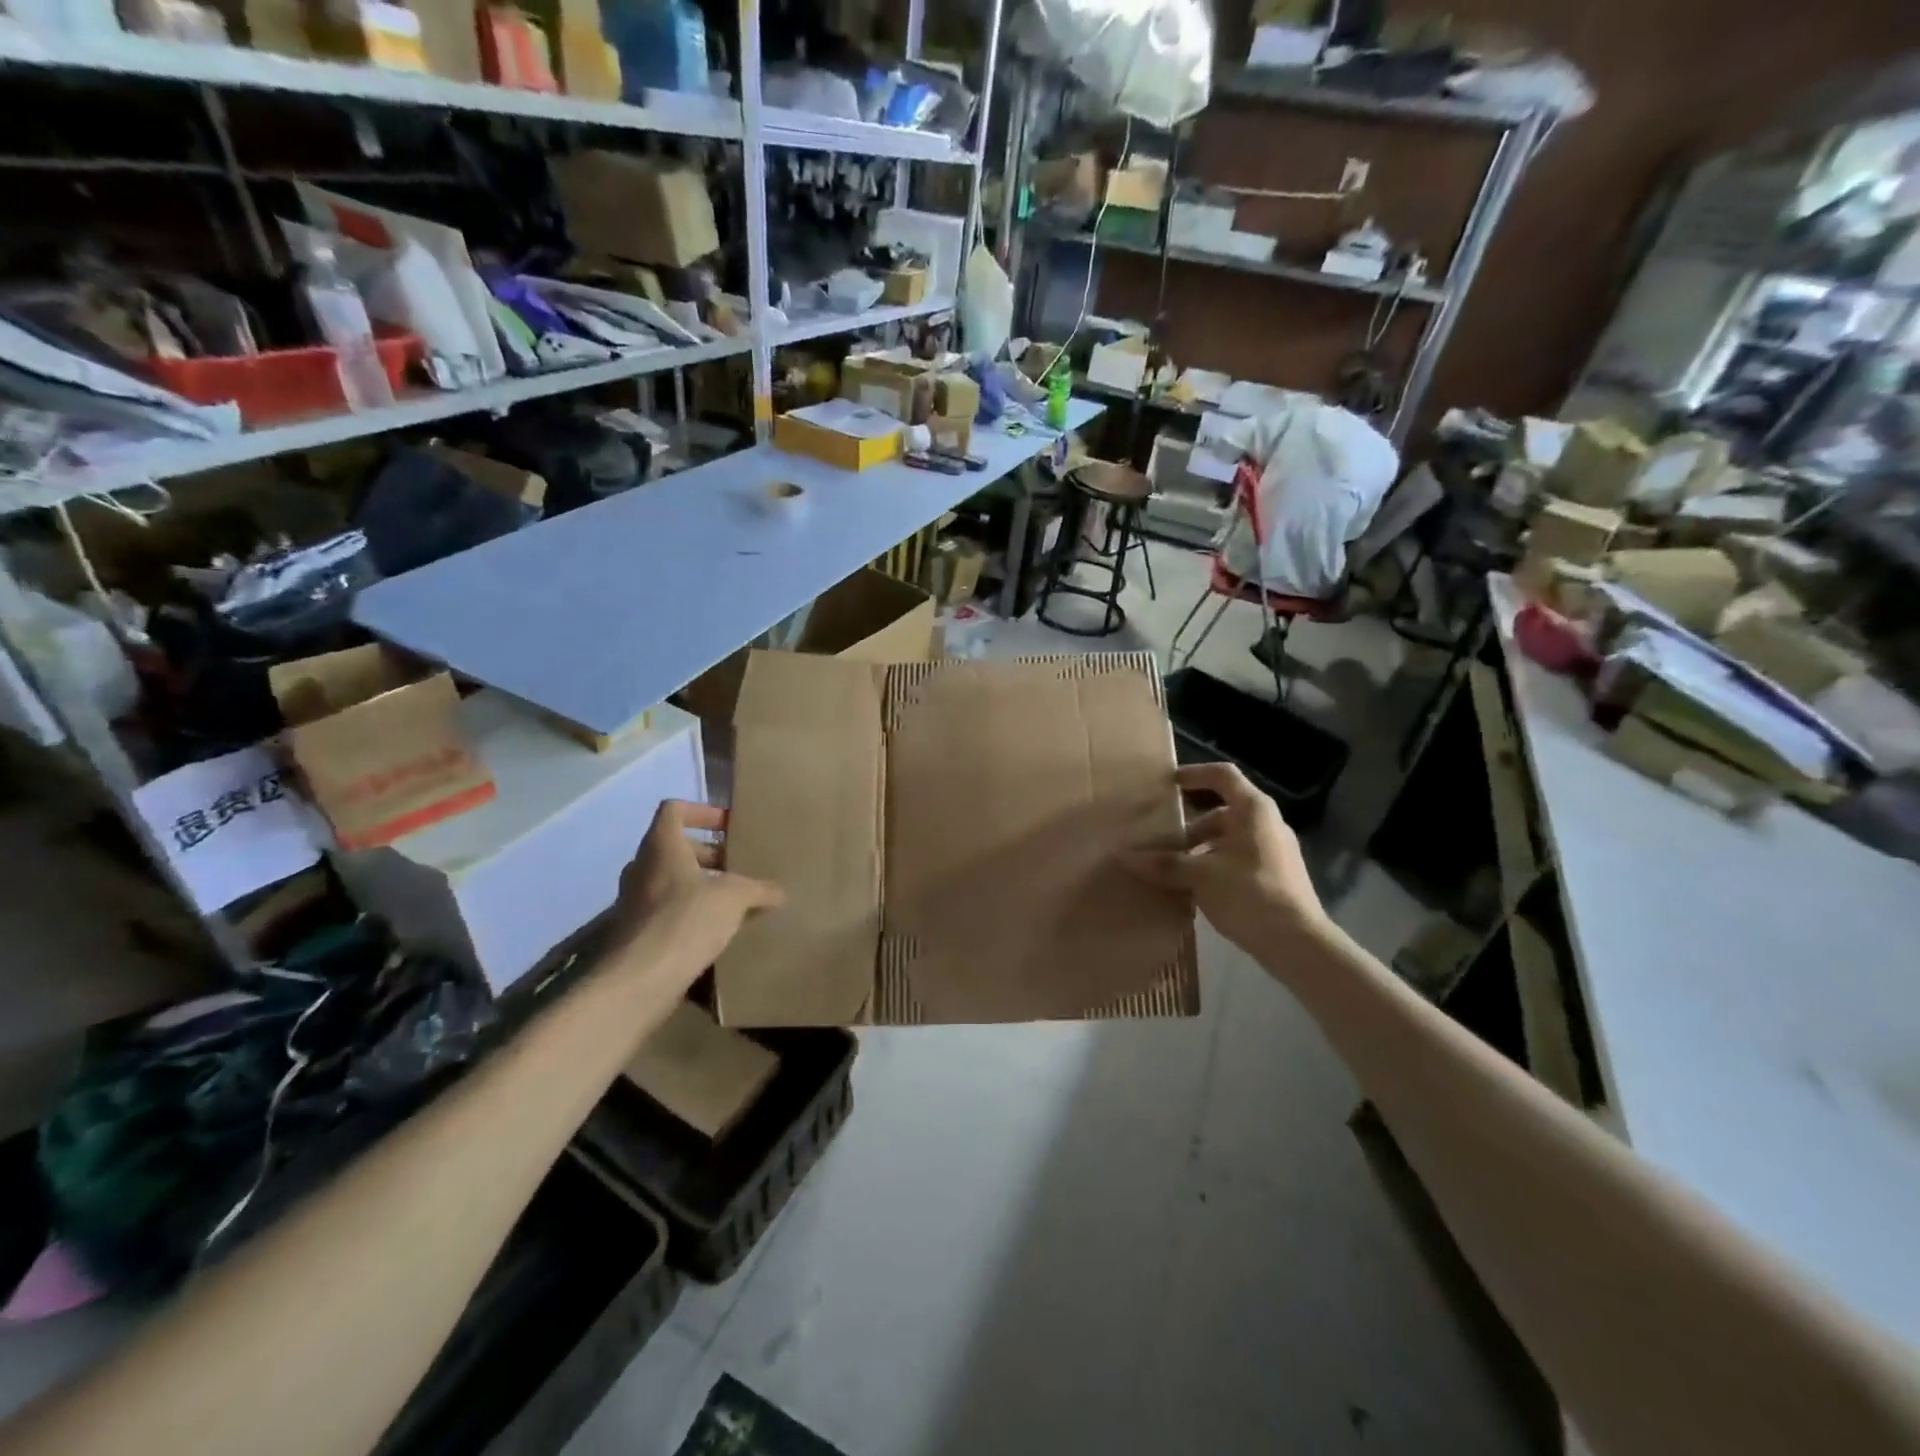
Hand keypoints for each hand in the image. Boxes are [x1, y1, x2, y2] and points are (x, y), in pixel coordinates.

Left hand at [612, 800, 784, 976]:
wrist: (640, 980)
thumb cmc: (686, 920)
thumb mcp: (734, 898)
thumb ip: (759, 889)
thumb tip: (780, 892)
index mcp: (661, 846)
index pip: (674, 809)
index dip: (703, 811)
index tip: (729, 826)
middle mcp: (642, 867)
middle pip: (675, 847)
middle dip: (709, 855)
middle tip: (738, 868)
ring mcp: (633, 901)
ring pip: (671, 881)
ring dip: (700, 886)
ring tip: (733, 902)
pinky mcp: (636, 932)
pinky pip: (666, 911)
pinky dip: (690, 914)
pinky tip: (716, 932)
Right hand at [1131, 762, 1331, 964]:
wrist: (1299, 944)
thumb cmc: (1250, 894)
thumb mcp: (1201, 876)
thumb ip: (1164, 864)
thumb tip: (1123, 857)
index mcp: (1253, 810)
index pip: (1222, 775)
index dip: (1194, 774)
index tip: (1168, 784)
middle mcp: (1267, 824)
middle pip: (1222, 812)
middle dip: (1190, 826)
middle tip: (1162, 842)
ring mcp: (1274, 851)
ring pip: (1229, 839)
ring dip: (1200, 850)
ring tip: (1173, 870)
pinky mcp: (1276, 877)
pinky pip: (1238, 860)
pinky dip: (1214, 866)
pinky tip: (1195, 889)